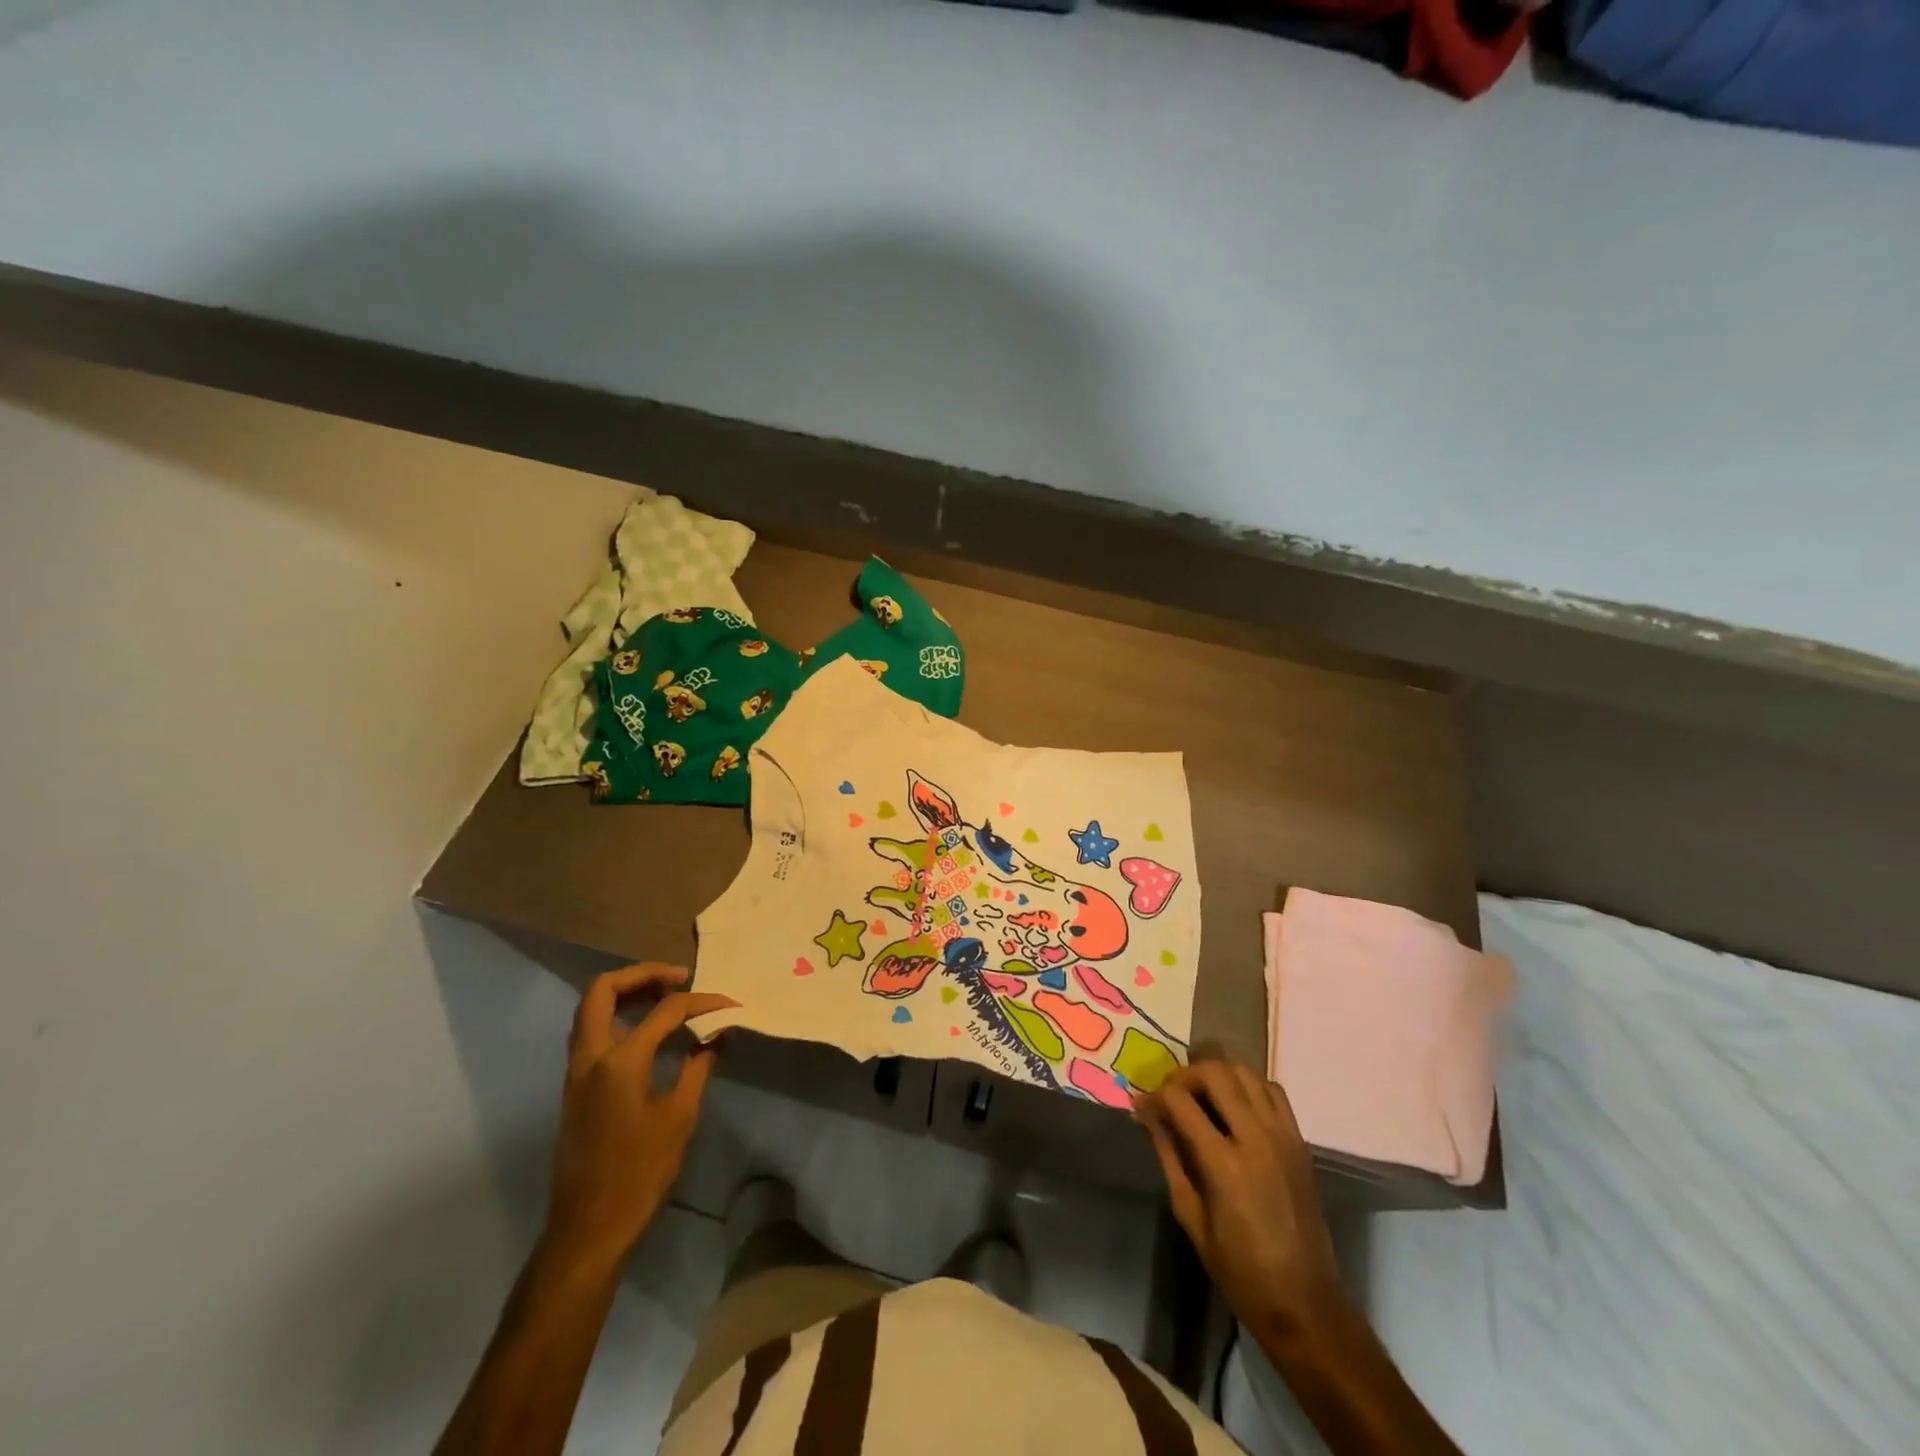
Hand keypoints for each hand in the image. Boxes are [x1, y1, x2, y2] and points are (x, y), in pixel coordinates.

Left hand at [543, 964, 735, 1268]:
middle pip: (604, 990)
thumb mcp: (680, 1118)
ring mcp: (576, 1072)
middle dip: (642, 975)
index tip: (730, 1004)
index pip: (665, 1010)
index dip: (702, 1001)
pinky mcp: (576, 1089)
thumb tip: (718, 1033)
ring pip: (592, 1010)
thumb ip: (699, 1066)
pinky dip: (619, 1017)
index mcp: (619, 1061)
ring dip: (627, 993)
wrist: (588, 1230)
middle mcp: (590, 1056)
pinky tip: (649, 1032)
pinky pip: (593, 1033)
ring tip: (667, 997)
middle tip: (679, 978)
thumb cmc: (639, 1174)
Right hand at [1136, 1060, 1342, 1338]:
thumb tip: (1144, 1113)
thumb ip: (1168, 1155)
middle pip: (1215, 1072)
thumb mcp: (1190, 1214)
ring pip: (1245, 1072)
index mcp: (1224, 1163)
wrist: (1304, 1302)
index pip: (1180, 1099)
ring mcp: (1282, 1135)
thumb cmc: (1239, 1268)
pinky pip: (1272, 1090)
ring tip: (1201, 1095)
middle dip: (1184, 1075)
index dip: (1155, 1096)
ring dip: (1217, 1074)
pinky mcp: (1299, 1141)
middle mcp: (1256, 1137)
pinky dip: (1248, 1086)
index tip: (1144, 1106)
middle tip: (1172, 1096)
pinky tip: (1235, 1106)